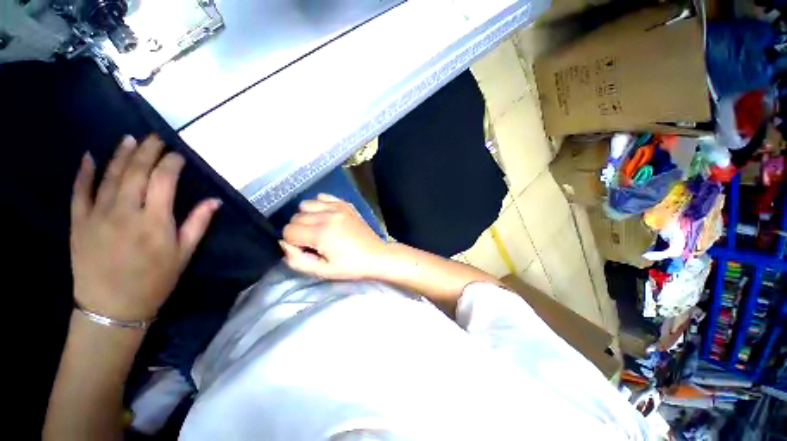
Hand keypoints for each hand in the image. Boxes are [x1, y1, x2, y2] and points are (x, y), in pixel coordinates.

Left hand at [70, 135, 220, 320]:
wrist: (112, 307)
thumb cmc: (155, 281)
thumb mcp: (183, 254)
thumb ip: (197, 224)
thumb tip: (215, 201)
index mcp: (155, 222)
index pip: (164, 180)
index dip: (172, 163)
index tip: (179, 155)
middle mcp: (125, 212)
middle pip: (137, 171)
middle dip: (148, 150)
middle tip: (156, 136)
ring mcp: (98, 215)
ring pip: (110, 176)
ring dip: (121, 154)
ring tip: (131, 139)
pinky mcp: (79, 222)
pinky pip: (79, 191)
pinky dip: (84, 172)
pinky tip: (89, 156)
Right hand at [280, 194, 386, 279]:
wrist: (376, 256)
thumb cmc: (350, 266)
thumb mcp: (322, 271)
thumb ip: (296, 260)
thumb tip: (284, 243)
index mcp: (321, 233)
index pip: (288, 231)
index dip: (293, 243)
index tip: (307, 250)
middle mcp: (327, 215)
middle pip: (295, 218)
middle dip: (299, 231)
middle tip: (314, 242)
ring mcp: (337, 207)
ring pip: (305, 205)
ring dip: (307, 217)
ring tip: (319, 228)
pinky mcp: (345, 204)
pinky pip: (322, 197)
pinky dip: (319, 206)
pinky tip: (327, 217)